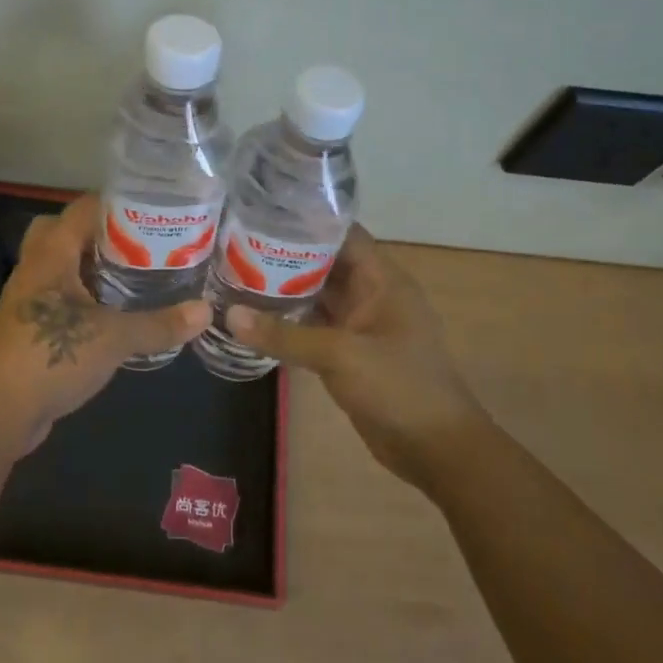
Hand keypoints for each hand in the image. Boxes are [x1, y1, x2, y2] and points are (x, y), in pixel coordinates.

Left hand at [0, 194, 211, 452]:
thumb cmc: (51, 358)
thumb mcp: (114, 339)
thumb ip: (159, 324)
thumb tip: (206, 311)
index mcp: (50, 255)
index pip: (81, 209)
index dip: (116, 203)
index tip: (154, 210)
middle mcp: (35, 268)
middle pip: (64, 231)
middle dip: (100, 233)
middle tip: (140, 243)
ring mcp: (29, 298)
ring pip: (61, 266)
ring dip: (91, 266)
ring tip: (136, 273)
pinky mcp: (29, 327)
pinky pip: (60, 296)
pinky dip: (84, 296)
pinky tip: (114, 313)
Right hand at [225, 226, 488, 488]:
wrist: (435, 448)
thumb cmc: (399, 387)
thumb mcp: (341, 355)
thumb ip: (285, 334)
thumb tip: (228, 314)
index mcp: (382, 280)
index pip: (343, 234)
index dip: (307, 221)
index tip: (262, 213)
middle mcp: (371, 295)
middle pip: (324, 263)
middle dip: (285, 254)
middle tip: (235, 244)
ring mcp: (359, 325)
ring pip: (316, 296)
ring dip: (282, 288)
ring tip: (235, 273)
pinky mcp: (348, 352)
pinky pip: (313, 327)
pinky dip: (287, 321)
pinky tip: (252, 317)